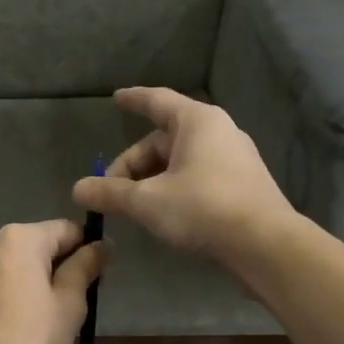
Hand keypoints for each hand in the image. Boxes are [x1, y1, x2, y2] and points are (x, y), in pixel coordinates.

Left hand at [0, 220, 108, 343]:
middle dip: (60, 266)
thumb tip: (103, 244)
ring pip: (14, 266)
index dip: (89, 248)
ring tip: (47, 316)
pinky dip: (11, 295)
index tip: (101, 276)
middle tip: (78, 300)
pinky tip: (19, 325)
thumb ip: (86, 266)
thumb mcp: (70, 302)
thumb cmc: (33, 337)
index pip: (66, 230)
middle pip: (37, 246)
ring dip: (34, 281)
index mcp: (19, 238)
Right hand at [72, 87, 296, 263]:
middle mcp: (219, 131)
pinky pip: (199, 176)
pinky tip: (164, 213)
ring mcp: (235, 158)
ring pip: (181, 160)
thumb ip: (111, 193)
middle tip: (111, 191)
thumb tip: (77, 189)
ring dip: (153, 179)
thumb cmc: (203, 208)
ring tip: (134, 206)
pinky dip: (175, 187)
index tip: (116, 98)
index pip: (157, 100)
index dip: (133, 99)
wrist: (265, 244)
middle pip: (164, 138)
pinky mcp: (243, 184)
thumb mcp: (147, 201)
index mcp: (197, 121)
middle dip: (134, 163)